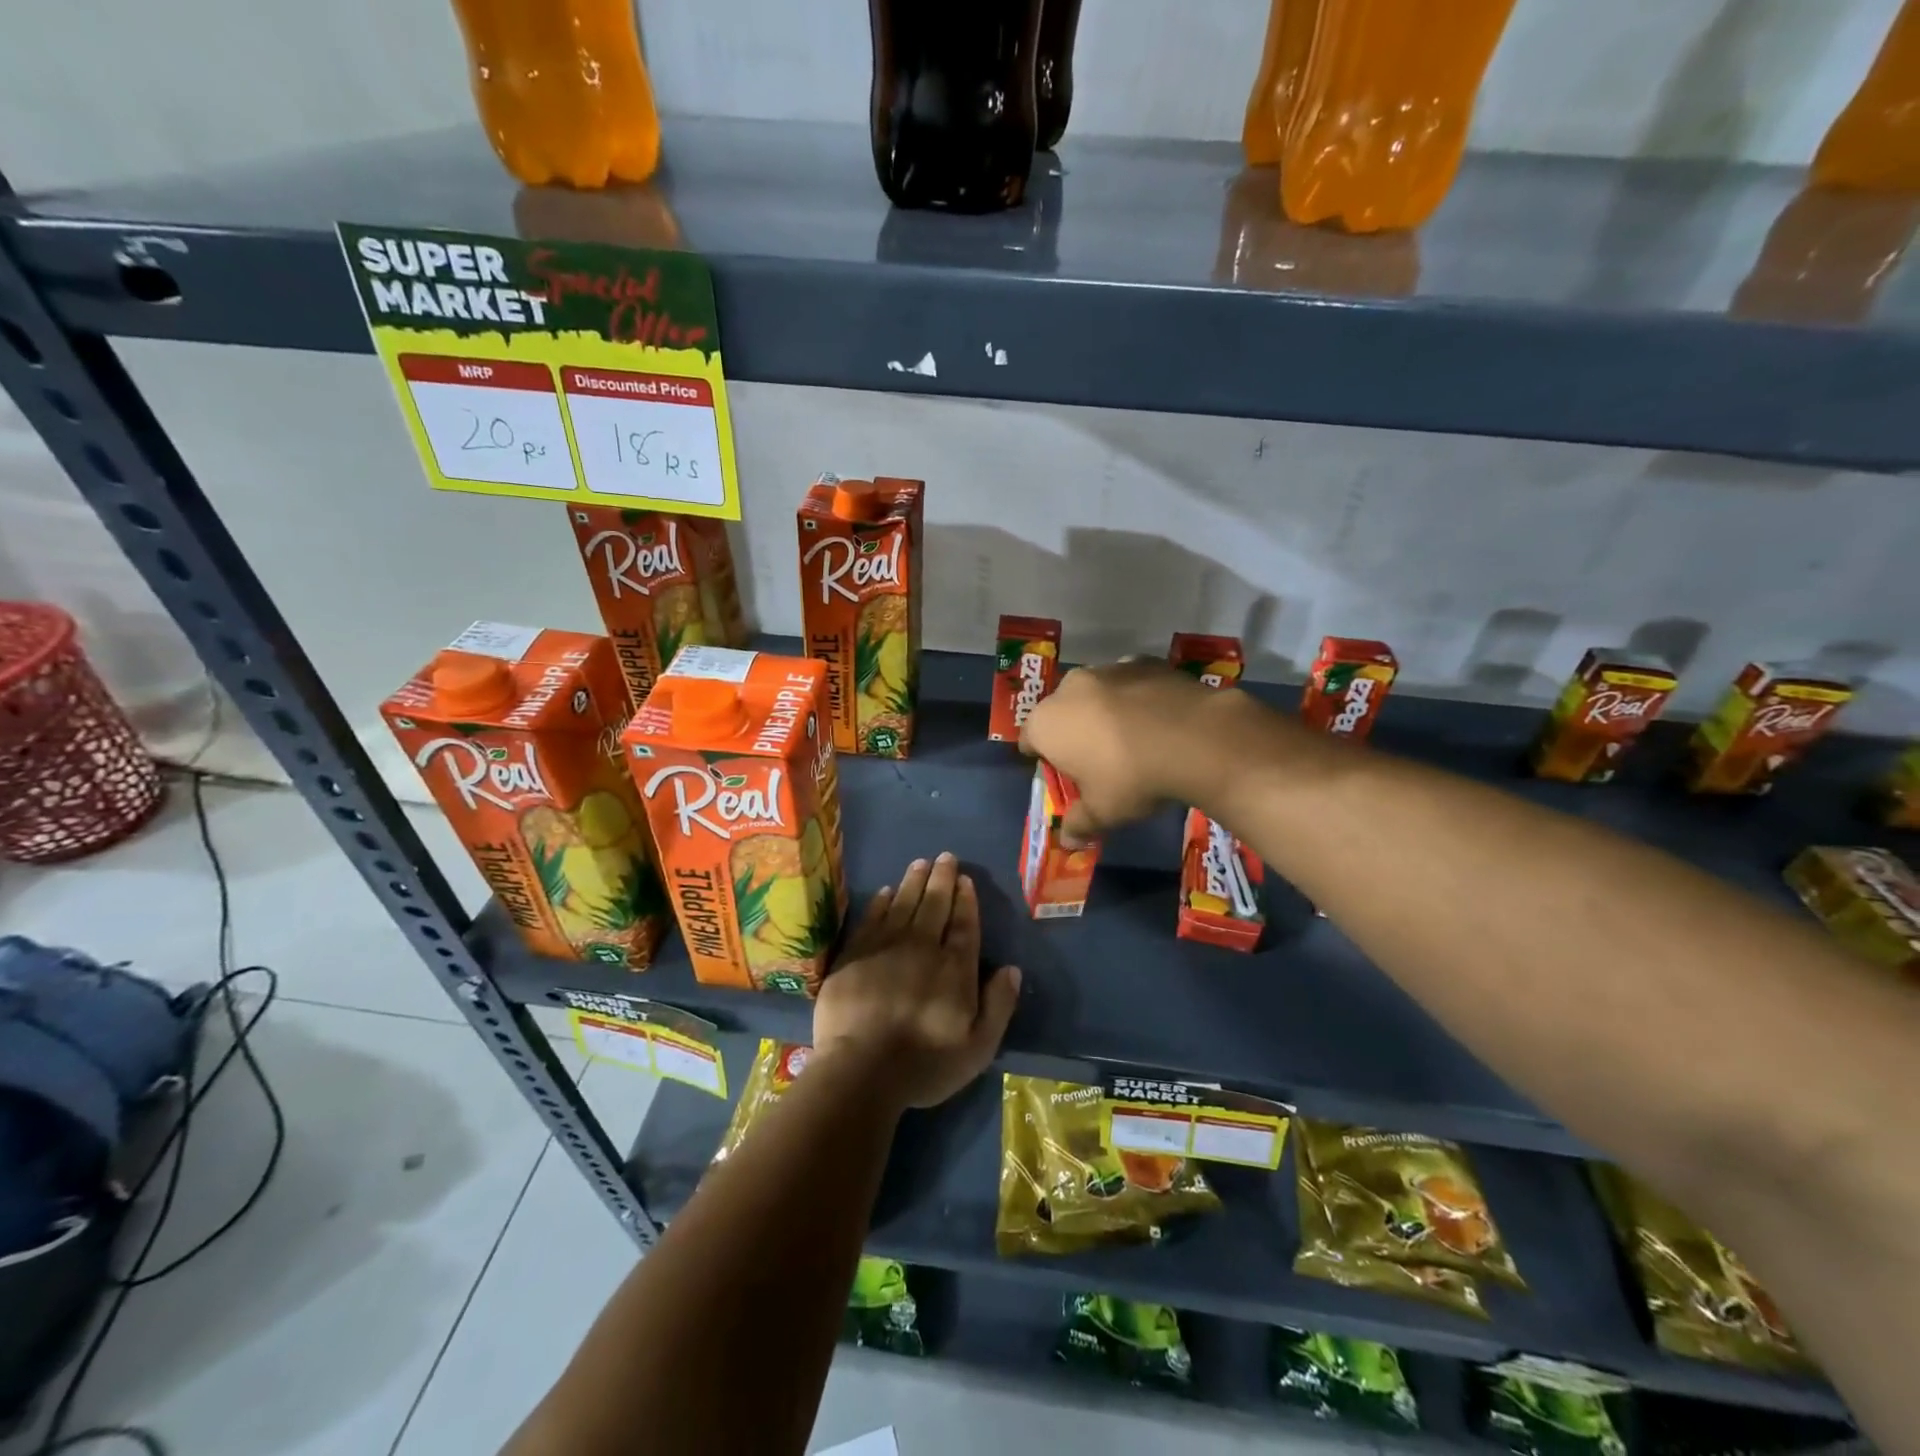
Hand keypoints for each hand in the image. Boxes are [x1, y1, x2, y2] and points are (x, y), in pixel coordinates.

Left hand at [813, 853, 1021, 1109]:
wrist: (860, 1069)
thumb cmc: (924, 1064)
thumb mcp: (978, 1047)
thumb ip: (998, 1005)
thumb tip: (1013, 969)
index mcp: (954, 968)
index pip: (964, 924)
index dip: (966, 900)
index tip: (965, 880)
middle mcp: (922, 947)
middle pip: (934, 905)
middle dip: (942, 879)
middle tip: (945, 857)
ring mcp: (886, 947)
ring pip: (903, 903)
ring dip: (913, 881)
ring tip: (920, 862)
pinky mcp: (855, 954)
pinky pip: (872, 917)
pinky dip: (881, 902)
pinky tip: (886, 892)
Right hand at [1019, 658, 1224, 844]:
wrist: (1194, 737)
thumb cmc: (1131, 778)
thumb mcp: (1103, 812)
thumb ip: (1080, 824)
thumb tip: (1068, 841)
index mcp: (1046, 723)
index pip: (1028, 739)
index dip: (1041, 757)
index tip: (1058, 772)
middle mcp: (1068, 688)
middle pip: (1060, 711)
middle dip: (1071, 730)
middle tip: (1094, 757)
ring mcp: (1107, 669)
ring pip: (1094, 693)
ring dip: (1102, 710)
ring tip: (1129, 736)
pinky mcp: (1144, 661)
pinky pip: (1129, 682)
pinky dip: (1135, 696)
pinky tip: (1156, 717)